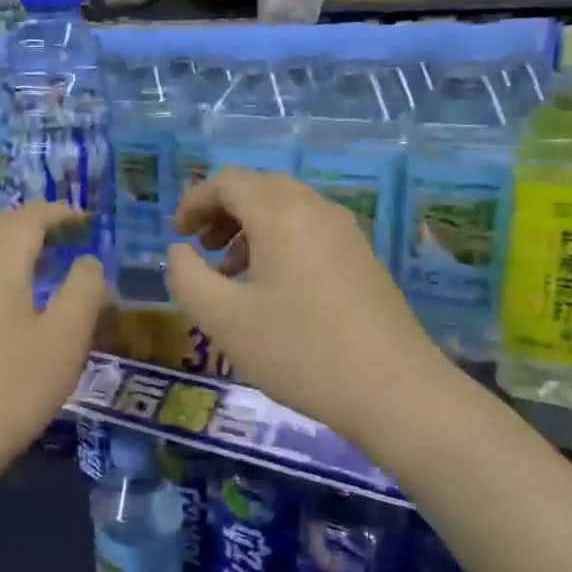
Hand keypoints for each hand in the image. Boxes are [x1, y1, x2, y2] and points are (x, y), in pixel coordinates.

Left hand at [0, 204, 106, 480]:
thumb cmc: (16, 385)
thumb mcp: (68, 338)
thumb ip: (85, 289)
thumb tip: (87, 263)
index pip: (27, 219)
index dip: (57, 212)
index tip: (84, 220)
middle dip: (28, 220)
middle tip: (60, 236)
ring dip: (6, 243)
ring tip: (38, 264)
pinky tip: (6, 299)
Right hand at [165, 169, 449, 446]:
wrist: (394, 390)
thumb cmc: (299, 351)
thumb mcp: (223, 319)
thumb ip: (187, 277)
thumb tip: (180, 252)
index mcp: (281, 214)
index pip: (229, 181)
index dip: (194, 201)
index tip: (177, 234)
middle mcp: (317, 209)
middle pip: (260, 188)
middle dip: (222, 211)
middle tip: (200, 248)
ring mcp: (347, 233)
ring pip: (288, 209)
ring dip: (250, 228)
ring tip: (230, 272)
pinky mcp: (363, 259)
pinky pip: (310, 231)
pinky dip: (279, 242)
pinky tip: (272, 288)